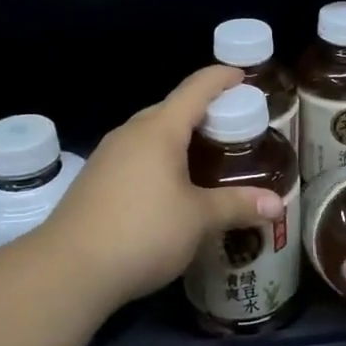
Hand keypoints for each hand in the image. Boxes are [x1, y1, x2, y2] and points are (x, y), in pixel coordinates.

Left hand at [42, 65, 286, 311]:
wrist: (68, 270)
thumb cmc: (142, 232)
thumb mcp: (198, 219)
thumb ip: (237, 206)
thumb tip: (277, 206)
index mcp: (159, 129)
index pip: (196, 88)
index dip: (221, 78)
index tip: (243, 75)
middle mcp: (131, 133)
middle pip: (173, 108)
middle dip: (205, 111)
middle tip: (235, 127)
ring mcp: (108, 155)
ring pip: (152, 133)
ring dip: (180, 137)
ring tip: (208, 155)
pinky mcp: (95, 179)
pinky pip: (136, 154)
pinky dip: (160, 157)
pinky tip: (171, 184)